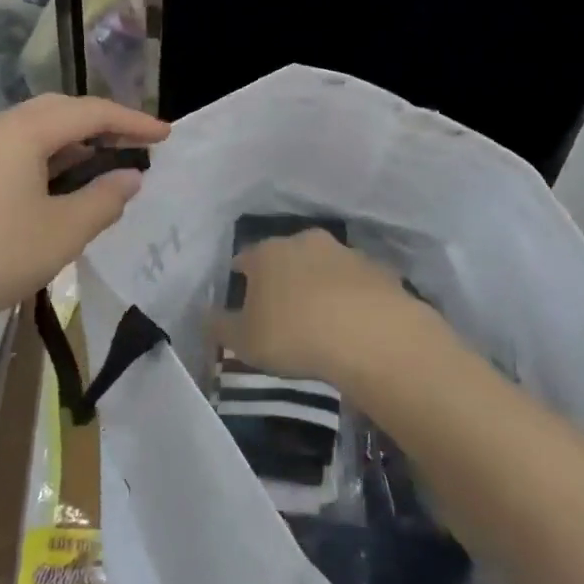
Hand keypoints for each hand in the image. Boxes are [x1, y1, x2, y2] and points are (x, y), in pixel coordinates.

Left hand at [0, 95, 167, 332]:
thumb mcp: (61, 233)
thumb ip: (103, 200)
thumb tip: (129, 178)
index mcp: (23, 131)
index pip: (90, 112)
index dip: (132, 121)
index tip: (165, 135)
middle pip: (58, 111)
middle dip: (100, 123)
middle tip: (134, 144)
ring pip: (31, 130)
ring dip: (70, 142)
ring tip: (100, 164)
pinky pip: (10, 150)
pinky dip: (43, 158)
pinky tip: (52, 186)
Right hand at [212, 230, 445, 392]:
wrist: (370, 335)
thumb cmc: (293, 335)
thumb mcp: (244, 341)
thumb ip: (220, 327)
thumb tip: (204, 316)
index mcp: (267, 253)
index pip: (245, 257)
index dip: (241, 275)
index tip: (242, 293)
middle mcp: (304, 241)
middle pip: (286, 255)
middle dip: (283, 275)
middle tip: (282, 306)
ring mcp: (345, 252)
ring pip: (325, 265)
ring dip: (320, 283)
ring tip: (321, 316)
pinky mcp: (379, 269)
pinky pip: (357, 282)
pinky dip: (353, 296)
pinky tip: (354, 322)